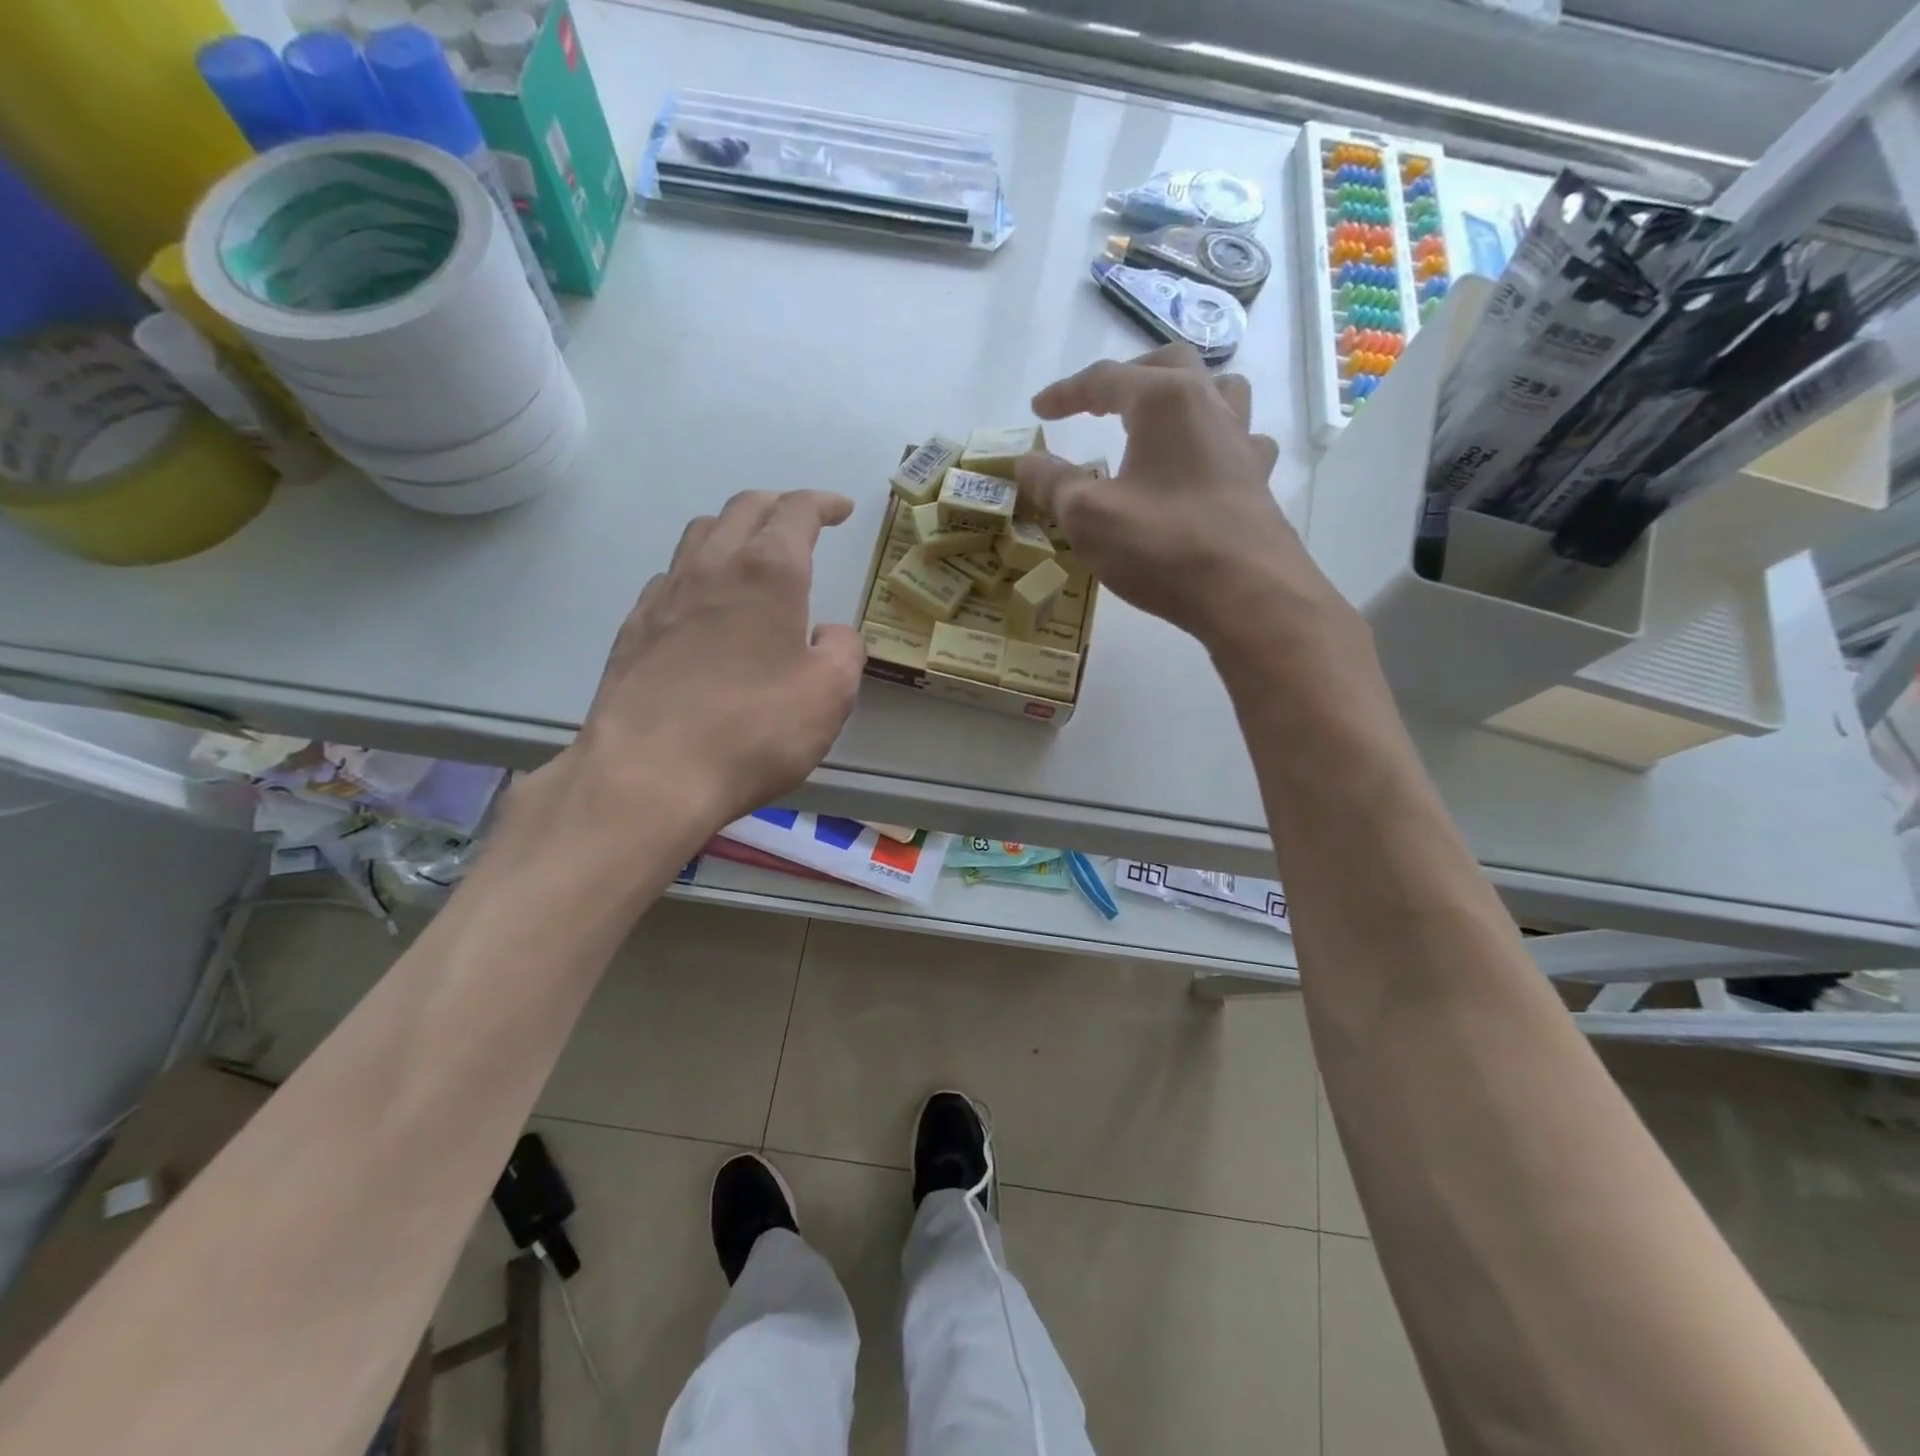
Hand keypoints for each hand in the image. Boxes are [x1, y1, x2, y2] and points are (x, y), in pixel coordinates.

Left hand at [565, 489, 865, 835]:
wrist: (649, 774)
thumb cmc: (754, 730)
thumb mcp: (830, 694)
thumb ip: (843, 650)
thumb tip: (826, 632)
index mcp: (768, 573)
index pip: (797, 512)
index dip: (823, 503)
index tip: (841, 509)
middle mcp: (713, 568)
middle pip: (744, 508)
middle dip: (779, 505)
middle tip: (801, 520)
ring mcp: (665, 595)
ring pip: (700, 535)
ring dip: (734, 530)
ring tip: (752, 552)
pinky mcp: (634, 629)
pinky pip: (671, 578)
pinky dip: (698, 572)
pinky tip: (705, 604)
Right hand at [1015, 344, 1335, 652]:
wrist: (1247, 594)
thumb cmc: (1161, 546)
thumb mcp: (1088, 517)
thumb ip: (1054, 483)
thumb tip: (1026, 461)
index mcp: (1165, 401)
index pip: (1106, 378)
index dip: (1066, 392)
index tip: (1039, 410)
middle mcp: (1210, 406)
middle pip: (1168, 365)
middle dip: (1127, 377)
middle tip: (1098, 403)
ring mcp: (1242, 442)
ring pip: (1218, 391)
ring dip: (1183, 395)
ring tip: (1158, 419)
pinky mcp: (1258, 479)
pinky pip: (1239, 440)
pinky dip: (1215, 441)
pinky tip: (1202, 465)